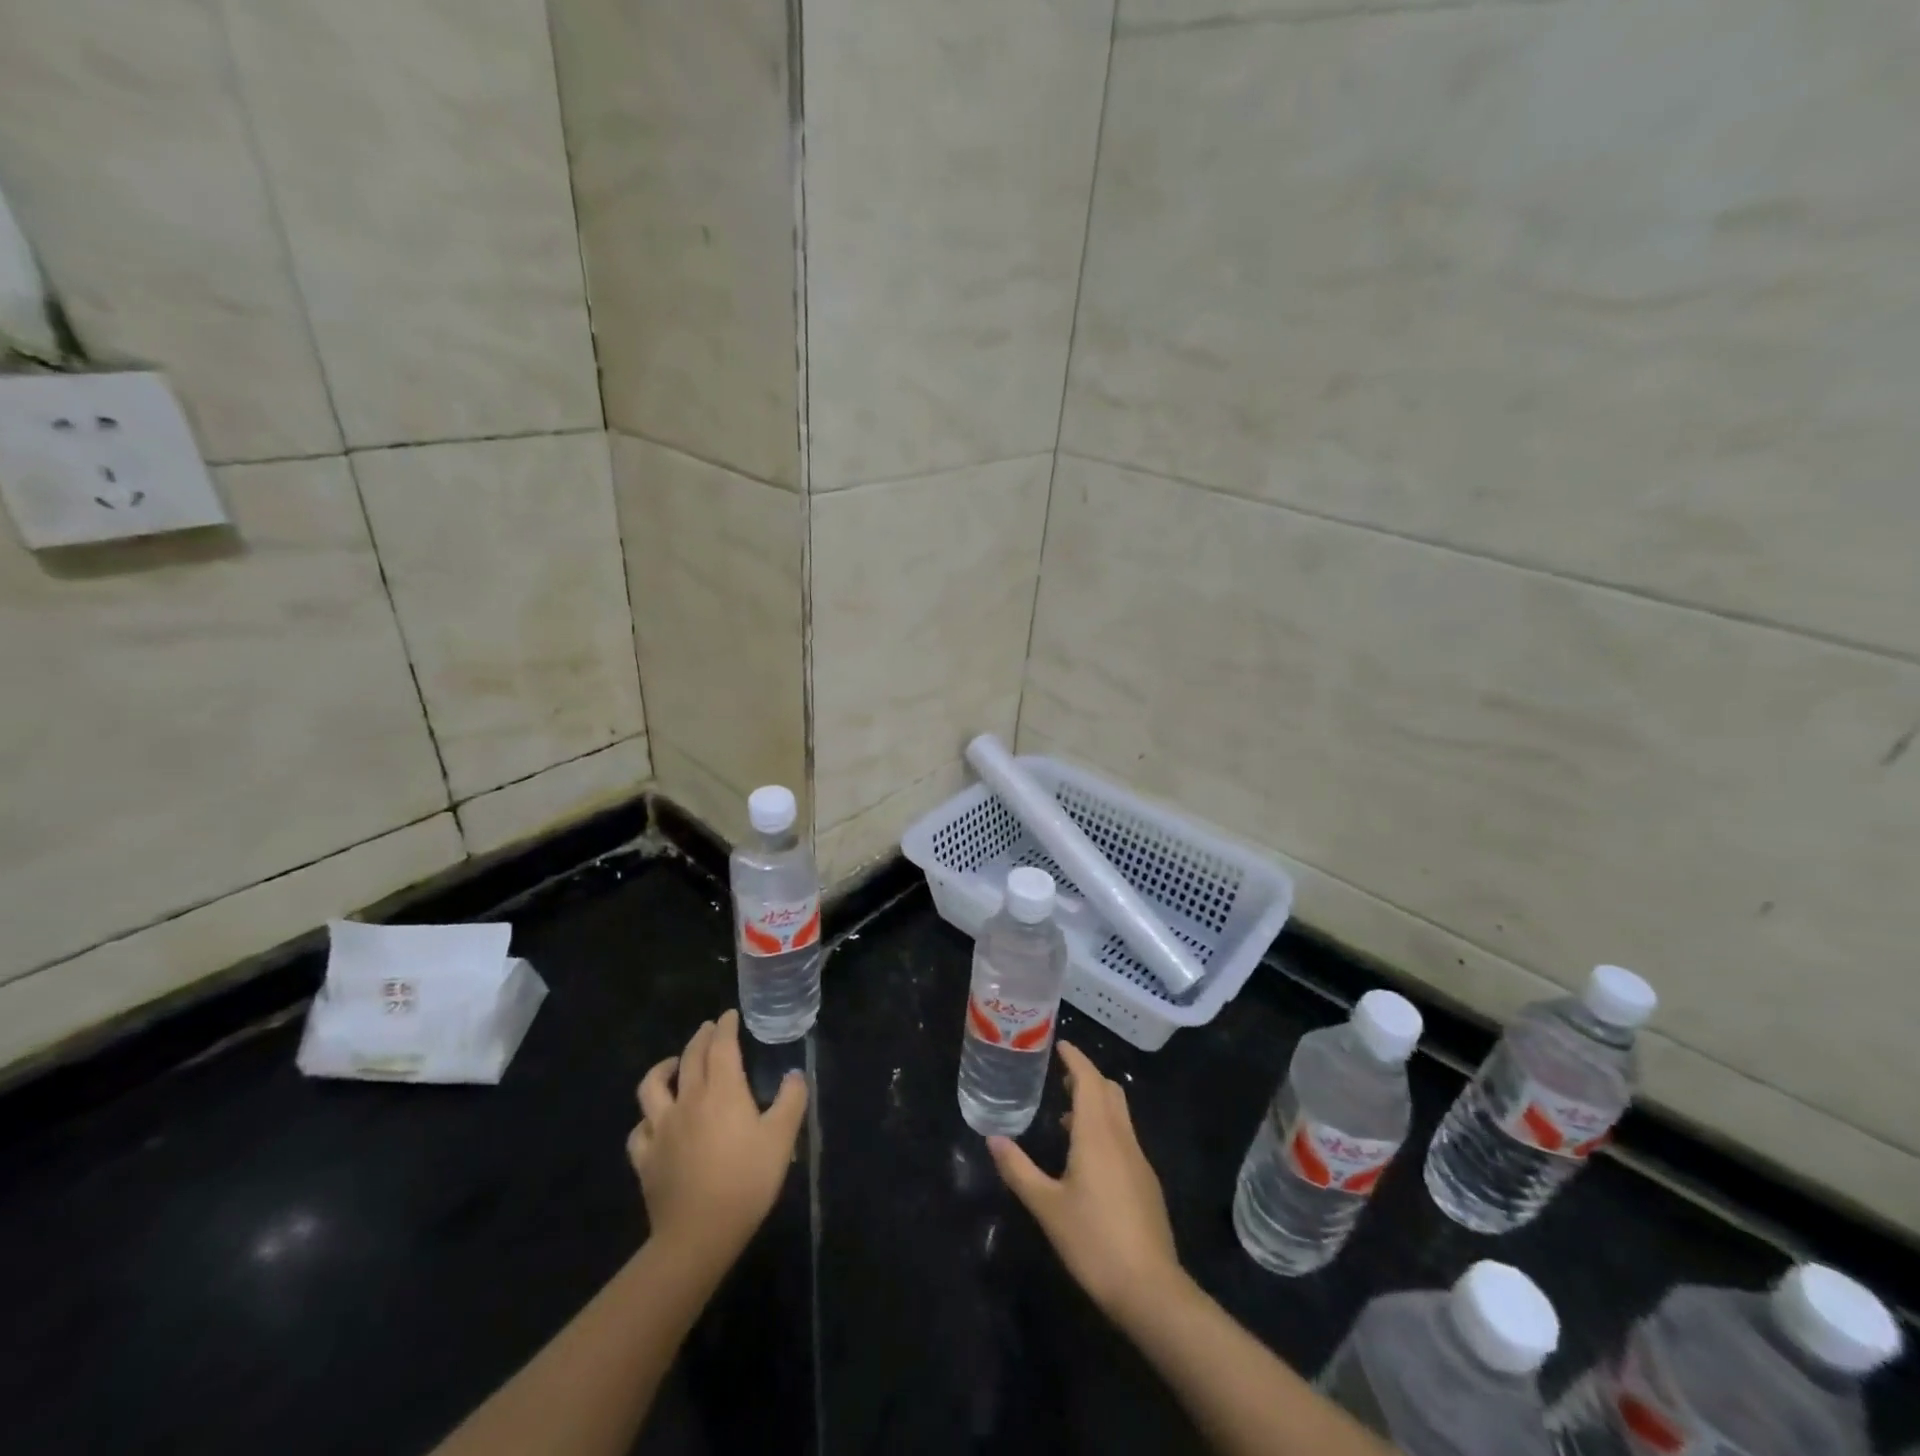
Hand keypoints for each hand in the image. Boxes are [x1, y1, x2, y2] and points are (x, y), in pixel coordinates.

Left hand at [628, 1009, 807, 1273]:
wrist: (699, 1234)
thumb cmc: (746, 1181)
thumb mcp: (782, 1139)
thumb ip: (791, 1100)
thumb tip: (794, 1074)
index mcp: (722, 1090)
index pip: (721, 1046)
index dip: (725, 1027)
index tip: (729, 1015)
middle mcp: (688, 1100)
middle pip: (690, 1058)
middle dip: (700, 1038)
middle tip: (708, 1029)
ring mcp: (662, 1128)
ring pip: (652, 1087)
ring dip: (663, 1068)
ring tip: (674, 1064)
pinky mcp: (646, 1158)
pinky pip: (640, 1130)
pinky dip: (646, 1119)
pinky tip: (654, 1121)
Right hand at [988, 1041, 1182, 1323]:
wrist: (1150, 1289)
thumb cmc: (1093, 1241)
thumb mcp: (1047, 1206)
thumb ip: (1019, 1170)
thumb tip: (993, 1139)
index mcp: (1097, 1134)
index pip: (1089, 1080)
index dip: (1075, 1059)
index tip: (1060, 1045)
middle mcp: (1121, 1137)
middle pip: (1109, 1090)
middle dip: (1087, 1077)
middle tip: (1061, 1077)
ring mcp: (1138, 1160)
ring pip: (1119, 1114)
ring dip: (1096, 1103)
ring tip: (1067, 1115)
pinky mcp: (1146, 1182)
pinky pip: (1124, 1137)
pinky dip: (1105, 1128)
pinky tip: (1087, 1158)